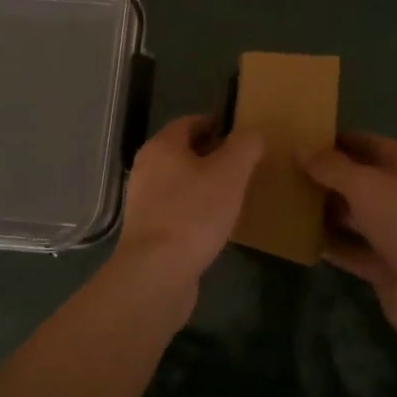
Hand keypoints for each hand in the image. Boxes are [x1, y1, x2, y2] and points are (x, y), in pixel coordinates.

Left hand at [114, 116, 264, 305]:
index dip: (216, 124)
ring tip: (234, 194)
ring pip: (180, 182)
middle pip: (184, 152)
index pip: (190, 122)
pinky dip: (196, 209)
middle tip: (243, 165)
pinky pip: (177, 209)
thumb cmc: (193, 213)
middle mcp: (147, 168)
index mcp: (162, 146)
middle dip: (213, 155)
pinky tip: (216, 224)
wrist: (156, 273)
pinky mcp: (148, 231)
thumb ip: (244, 147)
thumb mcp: (230, 173)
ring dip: (205, 184)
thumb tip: (252, 133)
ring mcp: (144, 201)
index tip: (242, 135)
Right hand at [303, 132, 396, 348]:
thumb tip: (301, 149)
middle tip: (287, 171)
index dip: (338, 141)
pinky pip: (352, 249)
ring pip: (355, 216)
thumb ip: (331, 166)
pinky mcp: (385, 266)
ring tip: (287, 201)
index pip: (370, 144)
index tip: (303, 139)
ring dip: (327, 211)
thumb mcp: (365, 184)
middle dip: (328, 176)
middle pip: (361, 180)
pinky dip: (330, 244)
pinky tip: (300, 238)